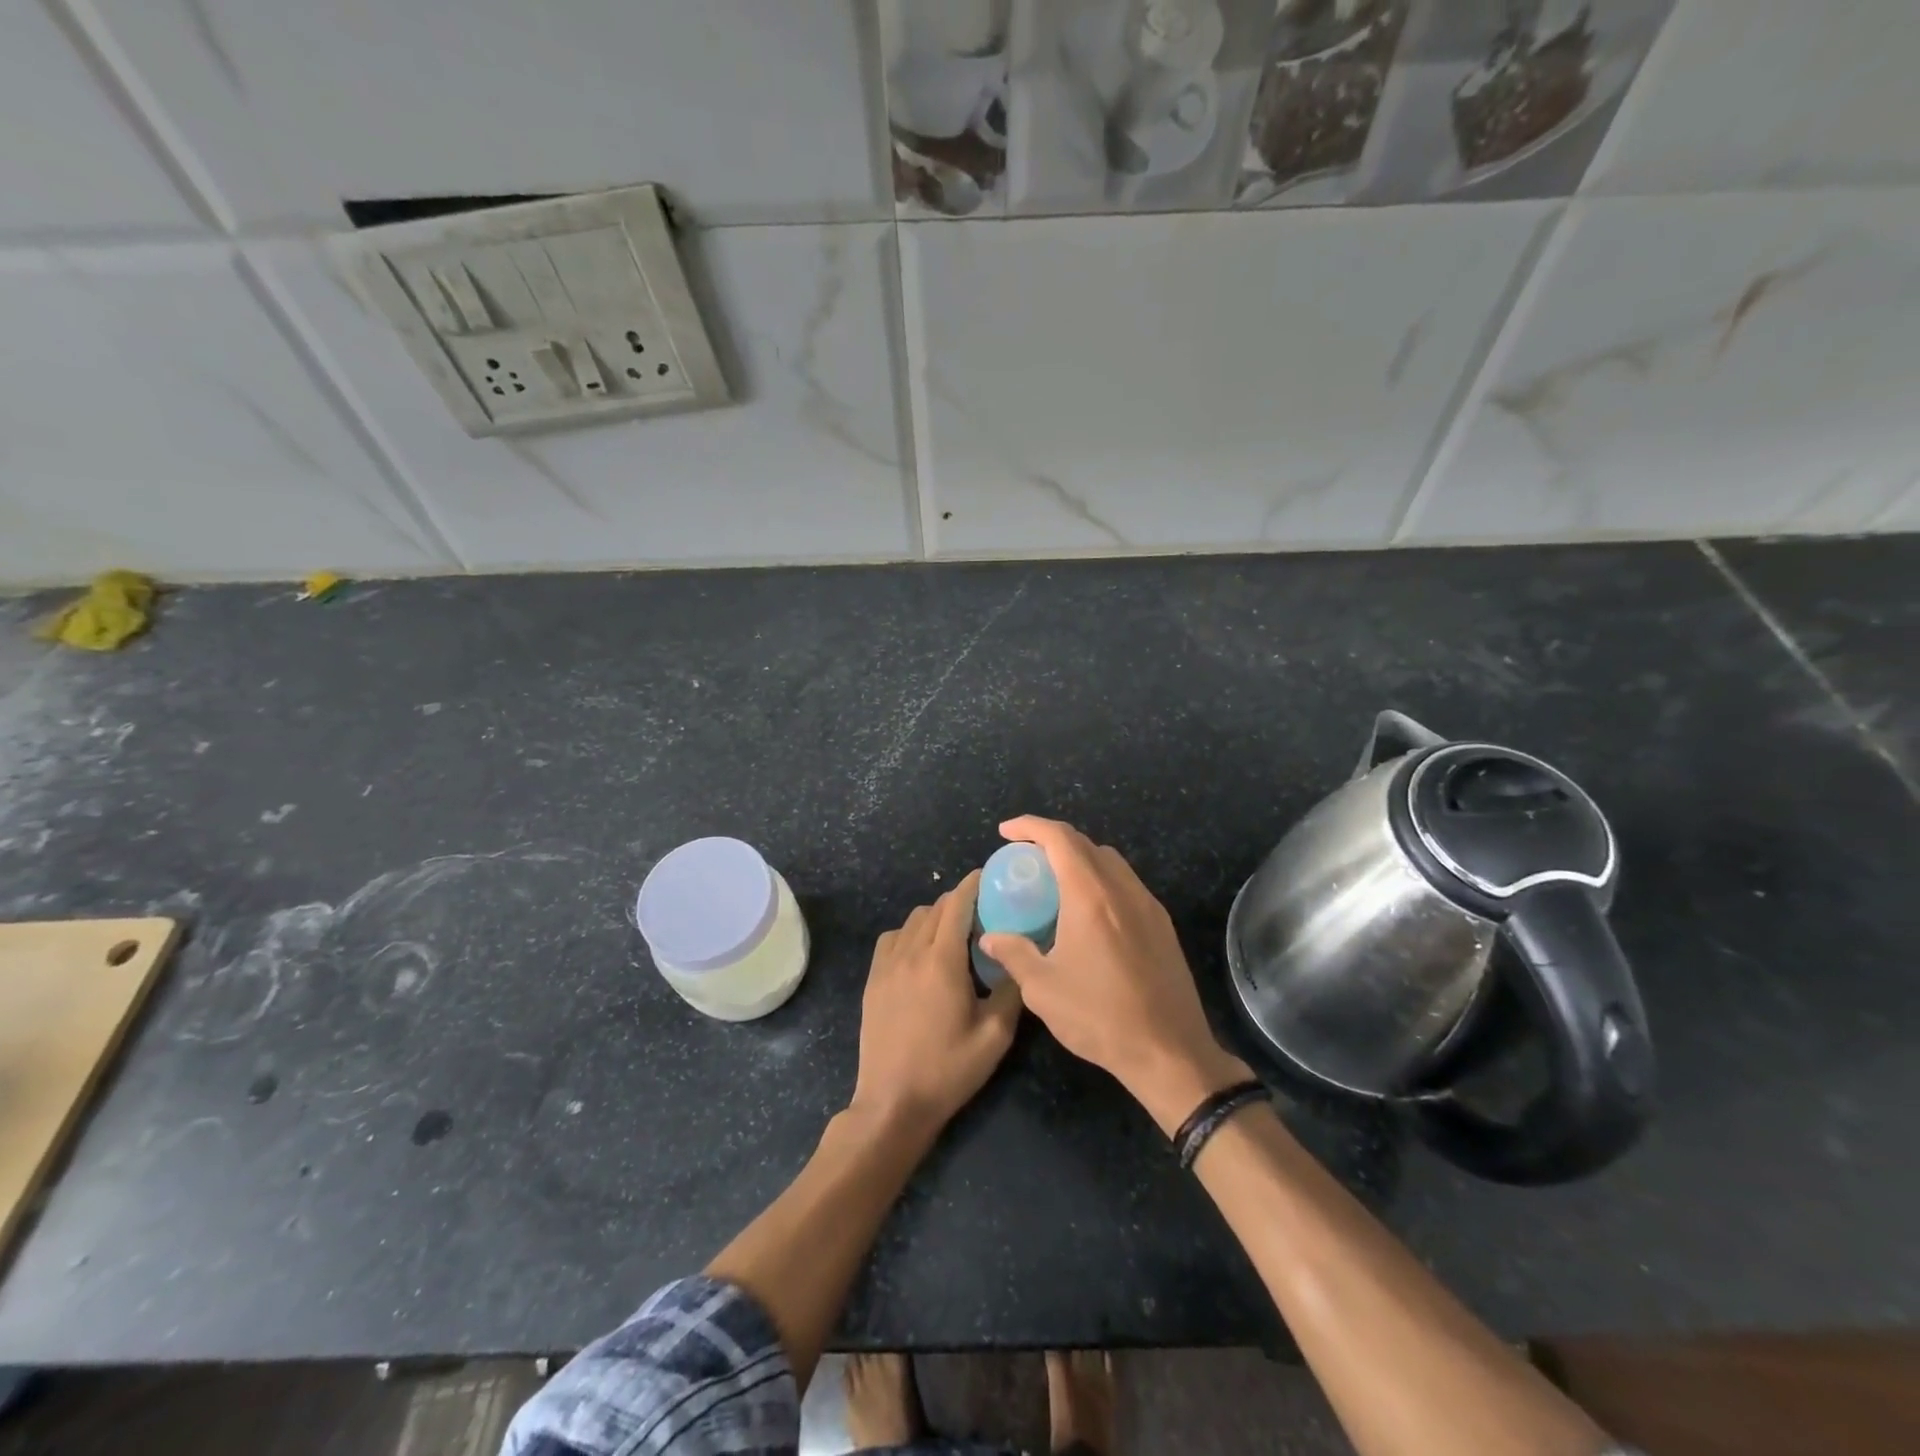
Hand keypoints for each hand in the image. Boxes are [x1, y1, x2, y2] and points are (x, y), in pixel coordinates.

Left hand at [850, 871, 1022, 1138]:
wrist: (893, 1103)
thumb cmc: (948, 1070)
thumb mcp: (994, 1036)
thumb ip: (1011, 991)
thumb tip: (1020, 961)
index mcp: (942, 961)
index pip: (957, 904)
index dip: (973, 884)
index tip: (990, 876)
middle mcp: (911, 953)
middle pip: (935, 907)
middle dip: (959, 901)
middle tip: (984, 912)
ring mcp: (887, 965)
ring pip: (913, 919)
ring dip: (935, 916)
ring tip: (955, 933)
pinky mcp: (873, 980)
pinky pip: (892, 938)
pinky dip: (911, 932)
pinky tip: (922, 953)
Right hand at [979, 816, 1250, 1133]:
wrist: (1169, 1051)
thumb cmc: (1100, 1017)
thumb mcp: (1043, 989)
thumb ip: (1014, 954)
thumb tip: (990, 937)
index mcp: (1090, 896)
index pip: (1059, 838)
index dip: (1029, 826)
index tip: (1005, 832)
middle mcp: (1122, 889)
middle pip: (1085, 844)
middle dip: (1051, 840)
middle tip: (1025, 858)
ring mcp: (1148, 905)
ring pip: (1110, 861)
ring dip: (1079, 858)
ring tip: (1054, 881)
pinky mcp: (1162, 924)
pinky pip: (1126, 884)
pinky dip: (1100, 879)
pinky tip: (1088, 911)